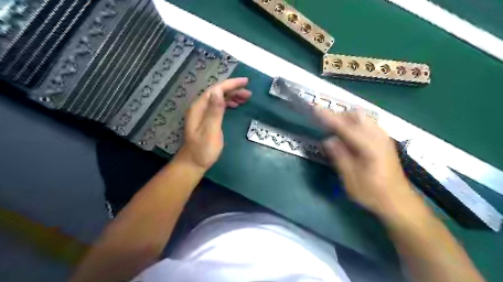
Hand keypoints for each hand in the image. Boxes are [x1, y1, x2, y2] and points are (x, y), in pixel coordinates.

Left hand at [179, 76, 253, 169]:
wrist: (193, 163)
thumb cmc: (203, 150)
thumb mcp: (210, 131)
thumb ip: (214, 111)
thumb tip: (218, 91)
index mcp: (200, 108)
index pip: (216, 89)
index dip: (231, 84)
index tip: (246, 82)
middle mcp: (200, 107)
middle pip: (218, 92)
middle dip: (234, 90)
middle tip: (249, 93)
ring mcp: (203, 113)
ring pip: (219, 99)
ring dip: (232, 96)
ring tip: (246, 98)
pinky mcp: (207, 119)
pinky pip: (219, 106)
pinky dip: (228, 103)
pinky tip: (235, 105)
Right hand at [316, 107, 425, 219]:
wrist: (399, 202)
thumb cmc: (373, 194)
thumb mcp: (351, 179)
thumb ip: (339, 157)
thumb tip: (328, 140)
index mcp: (369, 147)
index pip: (344, 126)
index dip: (328, 117)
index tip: (315, 108)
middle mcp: (378, 137)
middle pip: (356, 115)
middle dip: (339, 116)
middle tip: (326, 126)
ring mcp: (384, 137)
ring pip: (363, 118)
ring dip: (347, 120)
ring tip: (335, 132)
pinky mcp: (385, 141)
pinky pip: (367, 124)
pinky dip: (355, 125)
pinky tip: (349, 138)